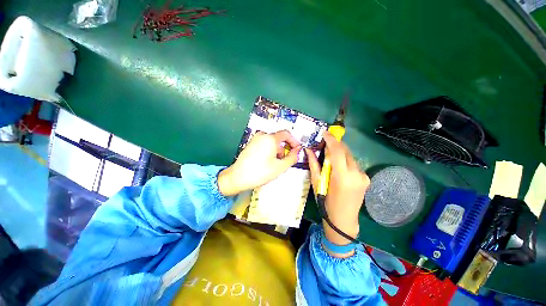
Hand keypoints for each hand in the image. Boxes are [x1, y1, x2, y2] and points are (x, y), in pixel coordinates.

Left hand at [218, 130, 301, 195]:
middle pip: (279, 139)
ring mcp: (255, 139)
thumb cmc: (260, 172)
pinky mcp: (251, 144)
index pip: (286, 134)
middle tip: (285, 162)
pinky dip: (269, 151)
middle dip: (284, 149)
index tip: (297, 150)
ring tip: (274, 165)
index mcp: (270, 138)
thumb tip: (297, 151)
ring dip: (277, 152)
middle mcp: (262, 135)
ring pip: (272, 143)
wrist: (237, 177)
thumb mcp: (280, 167)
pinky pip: (264, 145)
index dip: (294, 141)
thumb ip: (293, 158)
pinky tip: (266, 163)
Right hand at [306, 132, 369, 245]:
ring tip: (330, 155)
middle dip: (335, 144)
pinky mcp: (366, 178)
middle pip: (346, 151)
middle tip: (325, 142)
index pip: (338, 151)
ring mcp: (363, 176)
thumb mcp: (317, 183)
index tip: (325, 133)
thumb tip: (308, 150)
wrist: (344, 220)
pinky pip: (354, 164)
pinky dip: (345, 160)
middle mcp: (356, 174)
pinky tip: (338, 165)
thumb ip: (314, 164)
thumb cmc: (326, 202)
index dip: (331, 140)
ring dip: (340, 153)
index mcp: (342, 176)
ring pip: (350, 157)